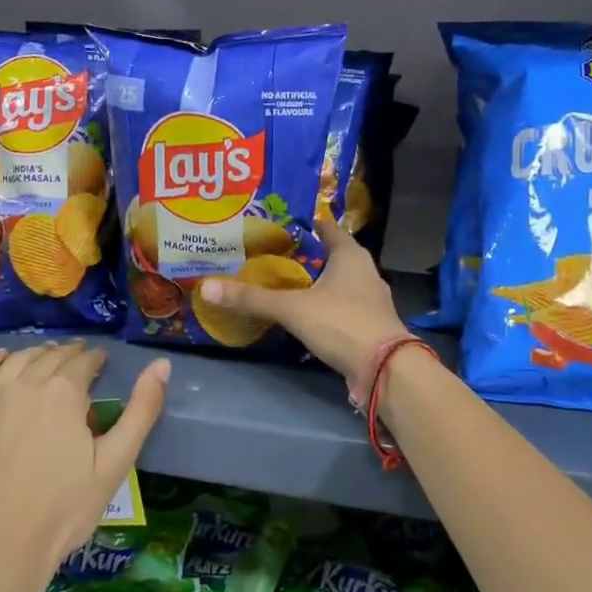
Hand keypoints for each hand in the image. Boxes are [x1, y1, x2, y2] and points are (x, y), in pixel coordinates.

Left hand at [0, 342, 169, 591]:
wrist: (0, 548)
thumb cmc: (65, 509)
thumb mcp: (115, 462)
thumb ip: (142, 410)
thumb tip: (162, 364)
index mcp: (65, 392)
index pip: (84, 361)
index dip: (97, 359)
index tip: (103, 363)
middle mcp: (26, 383)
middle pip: (52, 357)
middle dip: (70, 354)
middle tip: (81, 360)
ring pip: (18, 360)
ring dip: (38, 352)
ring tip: (49, 355)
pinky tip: (2, 357)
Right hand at [200, 218, 408, 381]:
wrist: (385, 369)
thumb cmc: (341, 322)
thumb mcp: (292, 308)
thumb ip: (252, 299)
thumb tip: (206, 287)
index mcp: (351, 256)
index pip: (329, 229)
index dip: (309, 224)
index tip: (285, 223)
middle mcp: (366, 272)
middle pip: (335, 256)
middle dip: (310, 255)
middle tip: (277, 254)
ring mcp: (372, 301)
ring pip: (341, 283)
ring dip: (319, 282)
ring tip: (288, 284)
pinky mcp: (371, 325)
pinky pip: (345, 307)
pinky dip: (327, 306)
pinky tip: (308, 315)